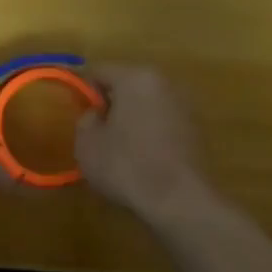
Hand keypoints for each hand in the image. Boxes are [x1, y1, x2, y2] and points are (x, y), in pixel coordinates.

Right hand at [75, 65, 212, 222]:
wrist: (179, 199)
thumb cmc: (126, 165)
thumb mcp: (87, 143)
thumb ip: (85, 119)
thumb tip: (95, 114)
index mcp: (135, 78)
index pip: (100, 71)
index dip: (82, 90)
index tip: (74, 111)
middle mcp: (164, 83)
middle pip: (127, 85)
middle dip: (110, 103)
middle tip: (95, 130)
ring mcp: (185, 105)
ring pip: (146, 104)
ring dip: (131, 118)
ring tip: (117, 147)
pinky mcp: (197, 129)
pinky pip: (162, 122)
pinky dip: (149, 132)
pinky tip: (141, 157)